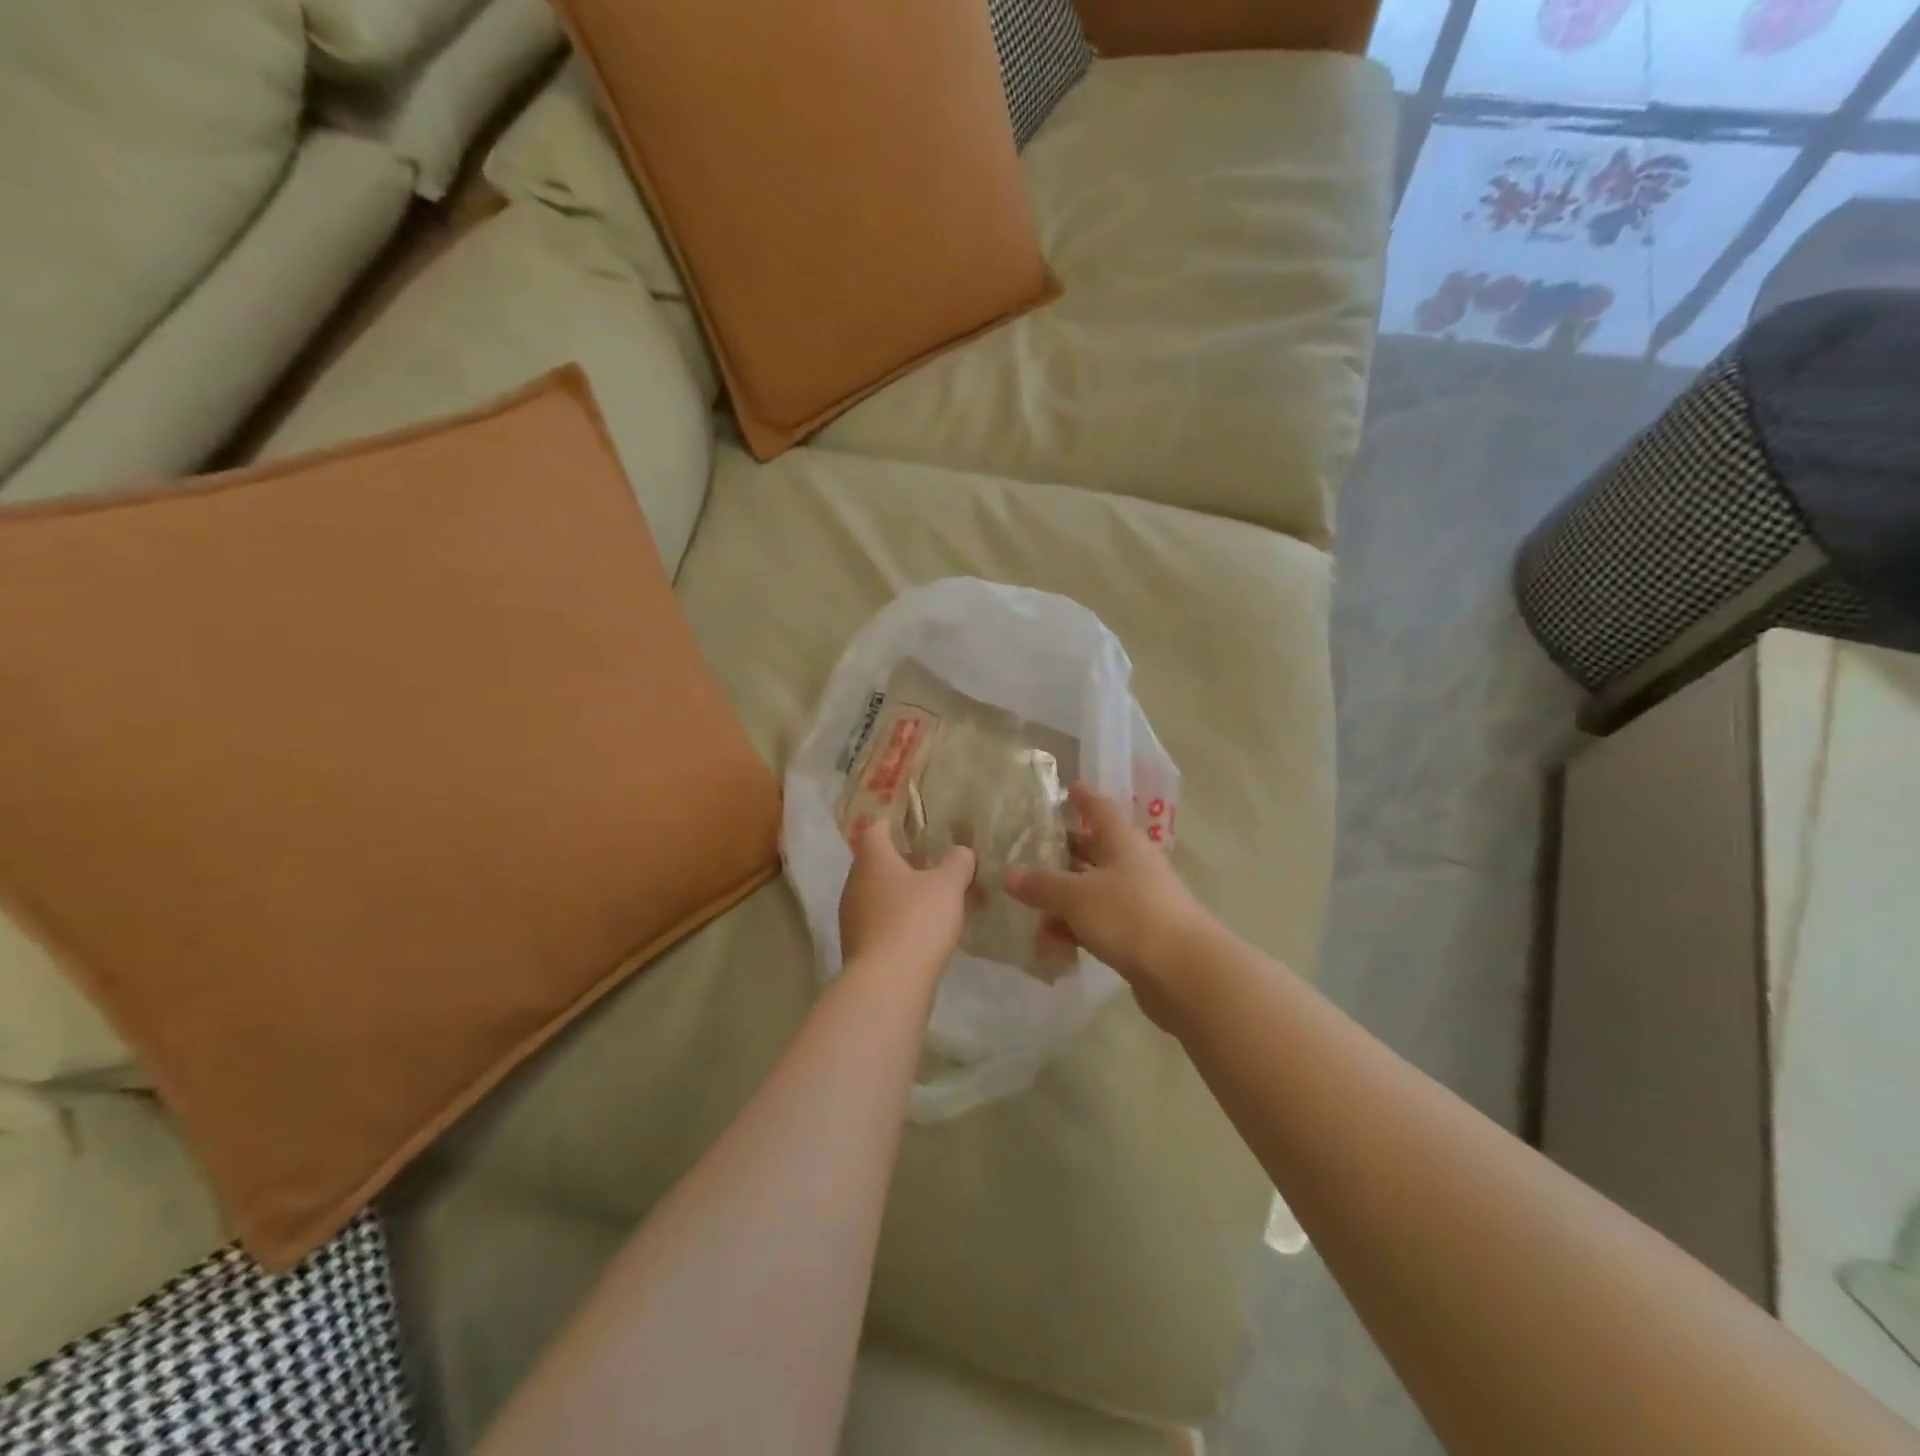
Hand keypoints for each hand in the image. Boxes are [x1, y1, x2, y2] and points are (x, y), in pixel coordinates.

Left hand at [839, 821, 975, 977]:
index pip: (876, 829)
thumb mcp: (949, 885)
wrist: (887, 983)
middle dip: (901, 862)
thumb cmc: (917, 920)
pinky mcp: (856, 946)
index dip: (893, 824)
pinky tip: (919, 932)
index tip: (913, 827)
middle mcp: (854, 883)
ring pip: (875, 894)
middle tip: (930, 865)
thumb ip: (957, 863)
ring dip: (898, 894)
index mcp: (872, 859)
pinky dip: (894, 921)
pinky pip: (877, 922)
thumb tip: (961, 851)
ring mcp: (851, 917)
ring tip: (930, 900)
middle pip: (874, 863)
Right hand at [1005, 784, 1211, 1029]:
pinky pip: (1099, 923)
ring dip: (1065, 896)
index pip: (1100, 809)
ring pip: (1094, 890)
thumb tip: (1009, 875)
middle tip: (1032, 848)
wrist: (1184, 971)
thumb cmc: (1129, 916)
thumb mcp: (1076, 896)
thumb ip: (1042, 885)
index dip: (1083, 798)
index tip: (1068, 788)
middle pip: (1095, 850)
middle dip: (1066, 849)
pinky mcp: (1139, 935)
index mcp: (1122, 842)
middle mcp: (1132, 865)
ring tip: (1028, 904)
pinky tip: (1050, 941)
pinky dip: (1076, 927)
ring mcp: (1139, 901)